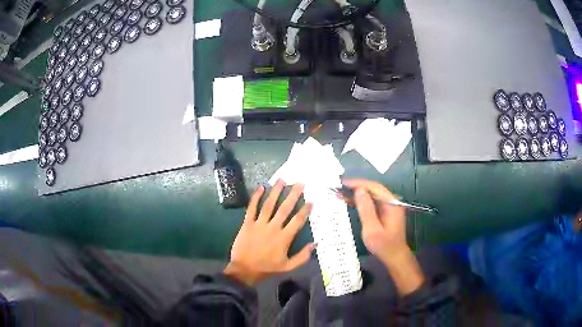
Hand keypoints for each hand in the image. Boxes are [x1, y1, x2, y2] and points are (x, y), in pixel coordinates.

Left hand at [224, 180, 314, 286]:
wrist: (244, 270)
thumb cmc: (267, 268)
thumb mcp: (288, 267)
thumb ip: (303, 256)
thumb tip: (315, 244)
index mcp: (284, 238)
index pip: (297, 221)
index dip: (305, 210)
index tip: (311, 200)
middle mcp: (273, 228)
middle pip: (285, 209)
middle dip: (293, 195)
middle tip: (300, 183)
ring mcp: (259, 224)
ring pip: (269, 205)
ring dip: (276, 192)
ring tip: (282, 180)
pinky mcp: (247, 223)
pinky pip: (252, 208)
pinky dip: (255, 197)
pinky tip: (261, 187)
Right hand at [343, 179, 424, 294]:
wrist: (394, 257)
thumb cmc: (383, 245)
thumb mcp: (372, 229)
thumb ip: (366, 209)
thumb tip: (359, 190)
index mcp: (391, 203)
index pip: (374, 187)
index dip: (358, 183)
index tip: (343, 183)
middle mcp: (391, 202)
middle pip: (373, 189)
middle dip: (356, 187)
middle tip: (339, 188)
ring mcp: (389, 207)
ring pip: (371, 195)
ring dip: (357, 193)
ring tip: (341, 193)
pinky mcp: (385, 212)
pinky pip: (372, 202)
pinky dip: (361, 201)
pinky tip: (350, 201)